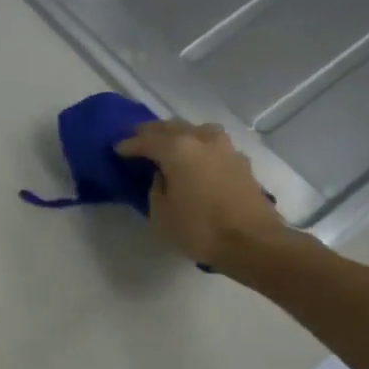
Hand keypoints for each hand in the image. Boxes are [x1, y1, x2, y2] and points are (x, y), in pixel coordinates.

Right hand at [115, 121, 297, 279]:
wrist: (251, 241)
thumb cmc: (199, 229)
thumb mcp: (161, 214)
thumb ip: (156, 188)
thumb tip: (163, 176)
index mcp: (178, 149)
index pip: (146, 140)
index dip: (129, 145)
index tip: (117, 149)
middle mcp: (202, 139)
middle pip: (172, 127)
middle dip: (152, 132)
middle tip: (137, 138)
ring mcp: (225, 148)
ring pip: (195, 131)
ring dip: (178, 134)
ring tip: (166, 144)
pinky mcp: (240, 161)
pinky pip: (211, 144)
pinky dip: (197, 146)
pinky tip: (193, 158)